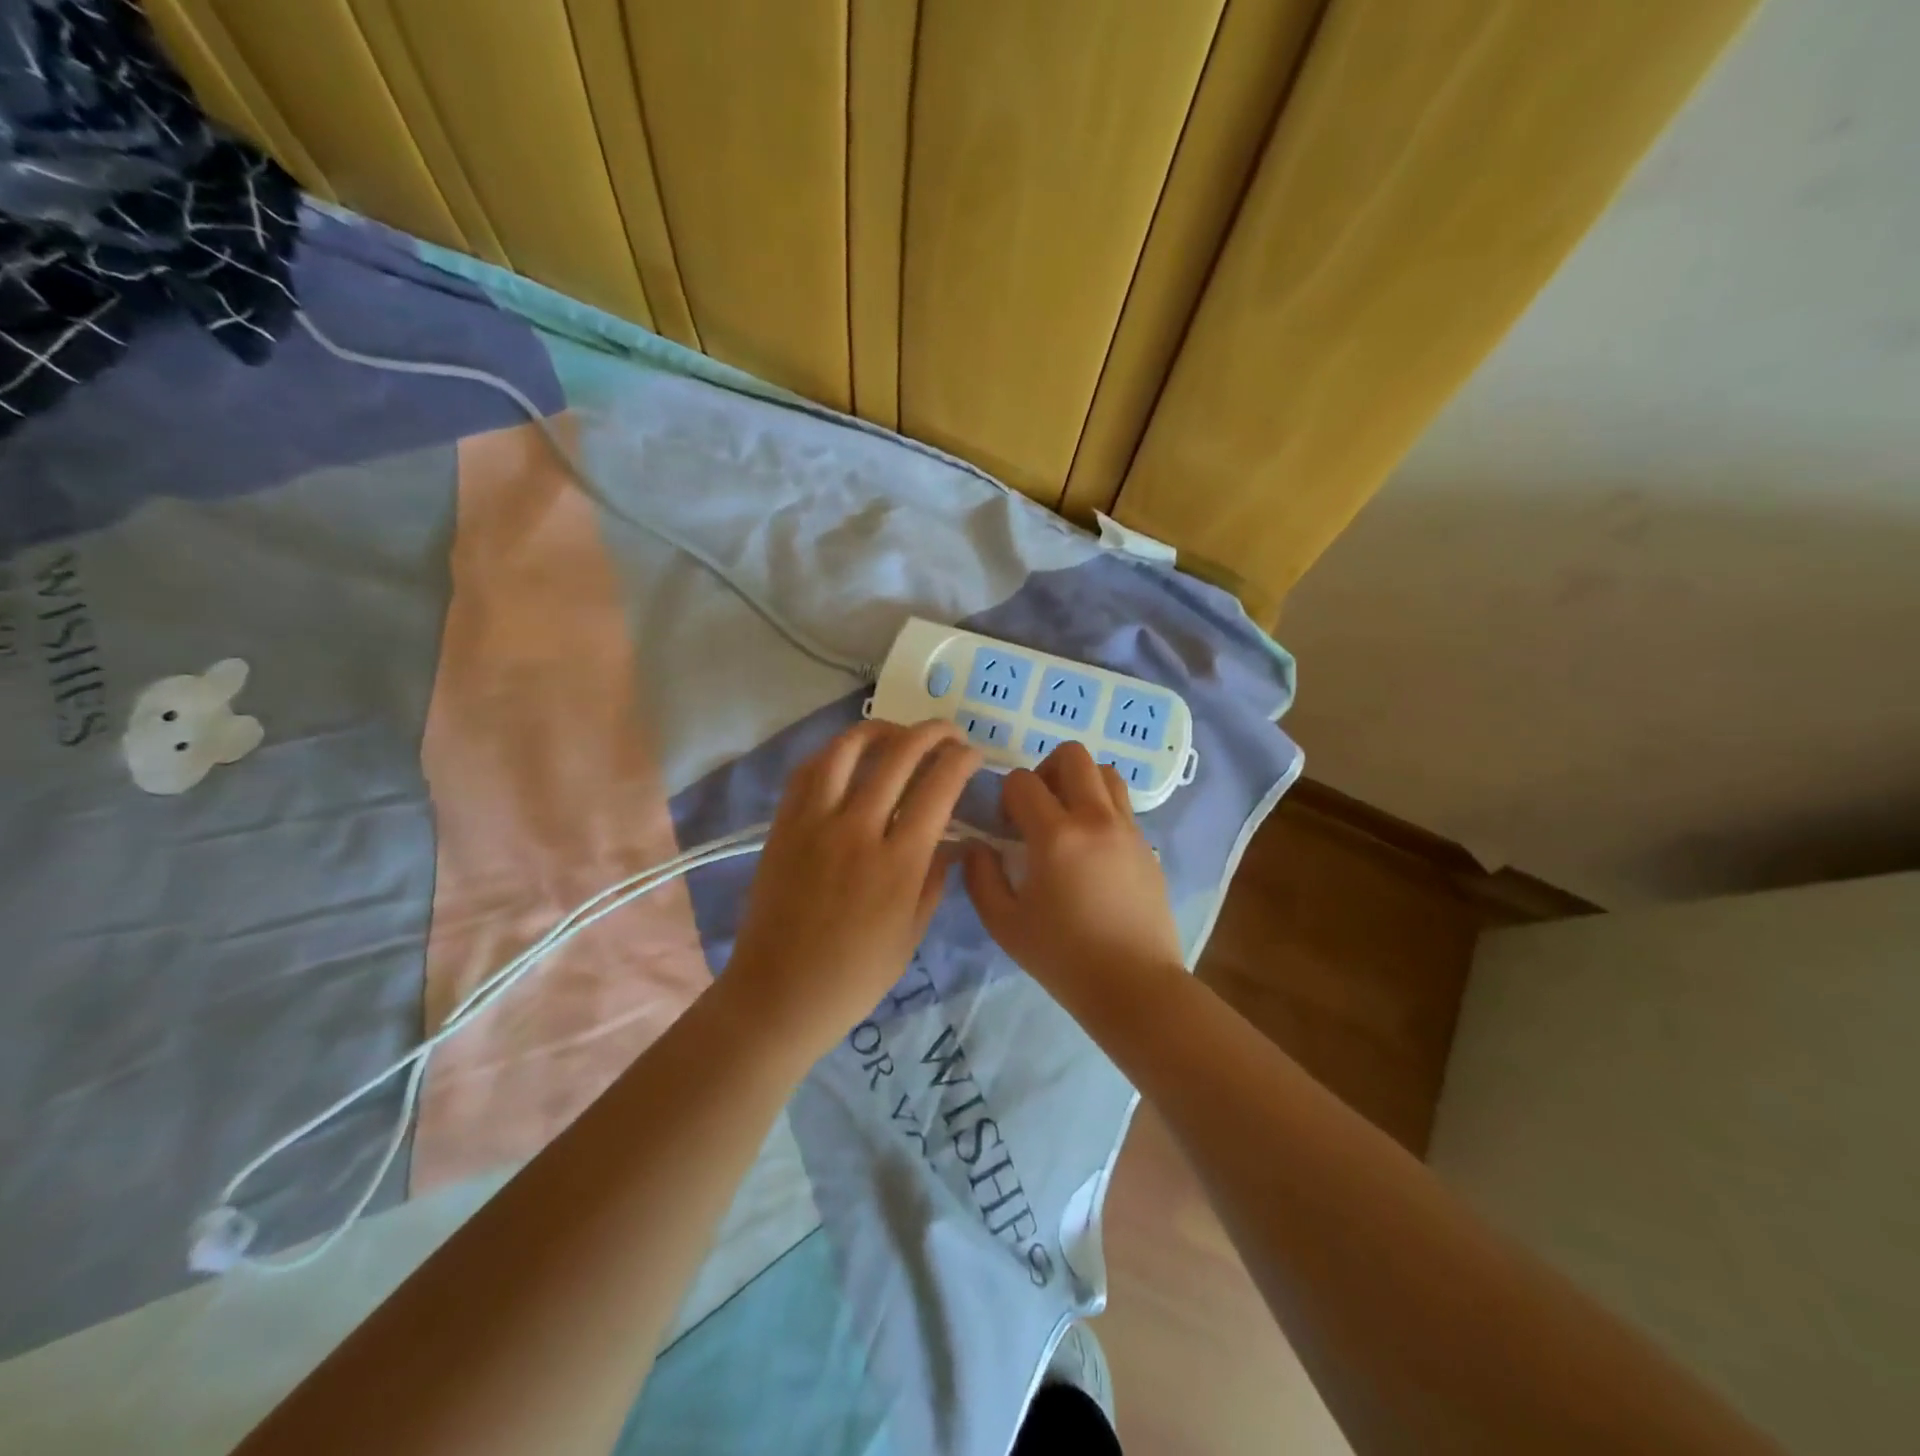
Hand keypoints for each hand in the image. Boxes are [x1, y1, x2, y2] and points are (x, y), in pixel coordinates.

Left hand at [725, 720, 981, 1054]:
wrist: (778, 994)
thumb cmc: (854, 976)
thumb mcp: (910, 934)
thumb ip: (934, 880)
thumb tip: (953, 842)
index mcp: (898, 863)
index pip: (938, 788)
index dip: (961, 760)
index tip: (972, 754)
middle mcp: (857, 830)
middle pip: (899, 755)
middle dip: (932, 733)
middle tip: (948, 732)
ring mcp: (815, 823)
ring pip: (847, 750)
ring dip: (880, 729)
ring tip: (898, 732)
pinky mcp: (783, 825)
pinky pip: (808, 771)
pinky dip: (834, 752)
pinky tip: (850, 755)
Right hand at [962, 742, 1184, 1008]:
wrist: (1133, 985)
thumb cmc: (1062, 957)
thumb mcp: (1004, 923)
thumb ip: (981, 877)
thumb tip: (977, 846)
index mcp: (1056, 835)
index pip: (1023, 781)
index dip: (1006, 795)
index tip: (1006, 825)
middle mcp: (1095, 819)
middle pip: (1072, 755)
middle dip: (1045, 769)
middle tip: (1036, 807)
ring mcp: (1127, 829)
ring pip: (1105, 772)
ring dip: (1079, 782)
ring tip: (1066, 818)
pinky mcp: (1147, 845)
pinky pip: (1122, 804)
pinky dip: (1101, 807)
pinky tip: (1091, 848)